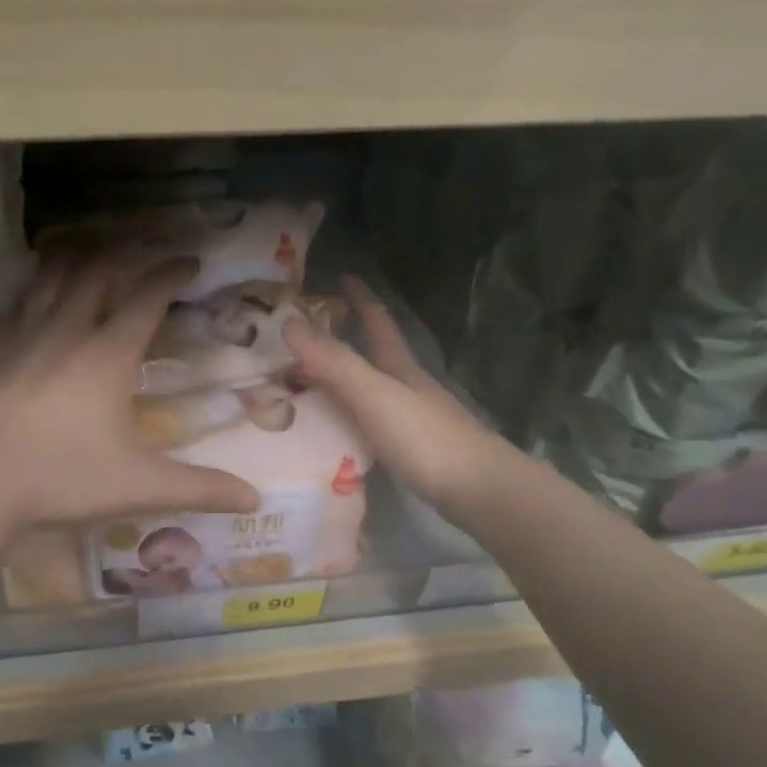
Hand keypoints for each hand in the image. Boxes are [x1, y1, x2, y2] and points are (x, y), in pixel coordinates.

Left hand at [0, 253, 261, 532]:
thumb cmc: (60, 478)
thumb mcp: (139, 486)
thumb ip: (199, 488)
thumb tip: (254, 499)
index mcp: (107, 354)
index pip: (146, 296)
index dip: (170, 273)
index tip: (189, 261)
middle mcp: (66, 331)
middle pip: (98, 272)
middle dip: (127, 255)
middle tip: (144, 254)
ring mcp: (22, 335)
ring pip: (52, 276)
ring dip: (78, 258)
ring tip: (93, 253)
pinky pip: (18, 301)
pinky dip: (35, 286)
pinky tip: (35, 294)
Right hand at [285, 275, 499, 511]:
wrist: (478, 490)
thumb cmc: (425, 437)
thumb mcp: (374, 394)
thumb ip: (334, 362)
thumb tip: (288, 323)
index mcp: (399, 367)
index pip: (378, 322)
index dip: (361, 298)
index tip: (342, 276)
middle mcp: (407, 386)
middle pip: (375, 354)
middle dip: (346, 338)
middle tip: (306, 335)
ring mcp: (413, 418)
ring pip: (372, 388)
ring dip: (343, 379)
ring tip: (308, 381)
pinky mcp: (412, 448)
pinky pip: (370, 420)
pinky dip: (349, 414)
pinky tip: (335, 428)